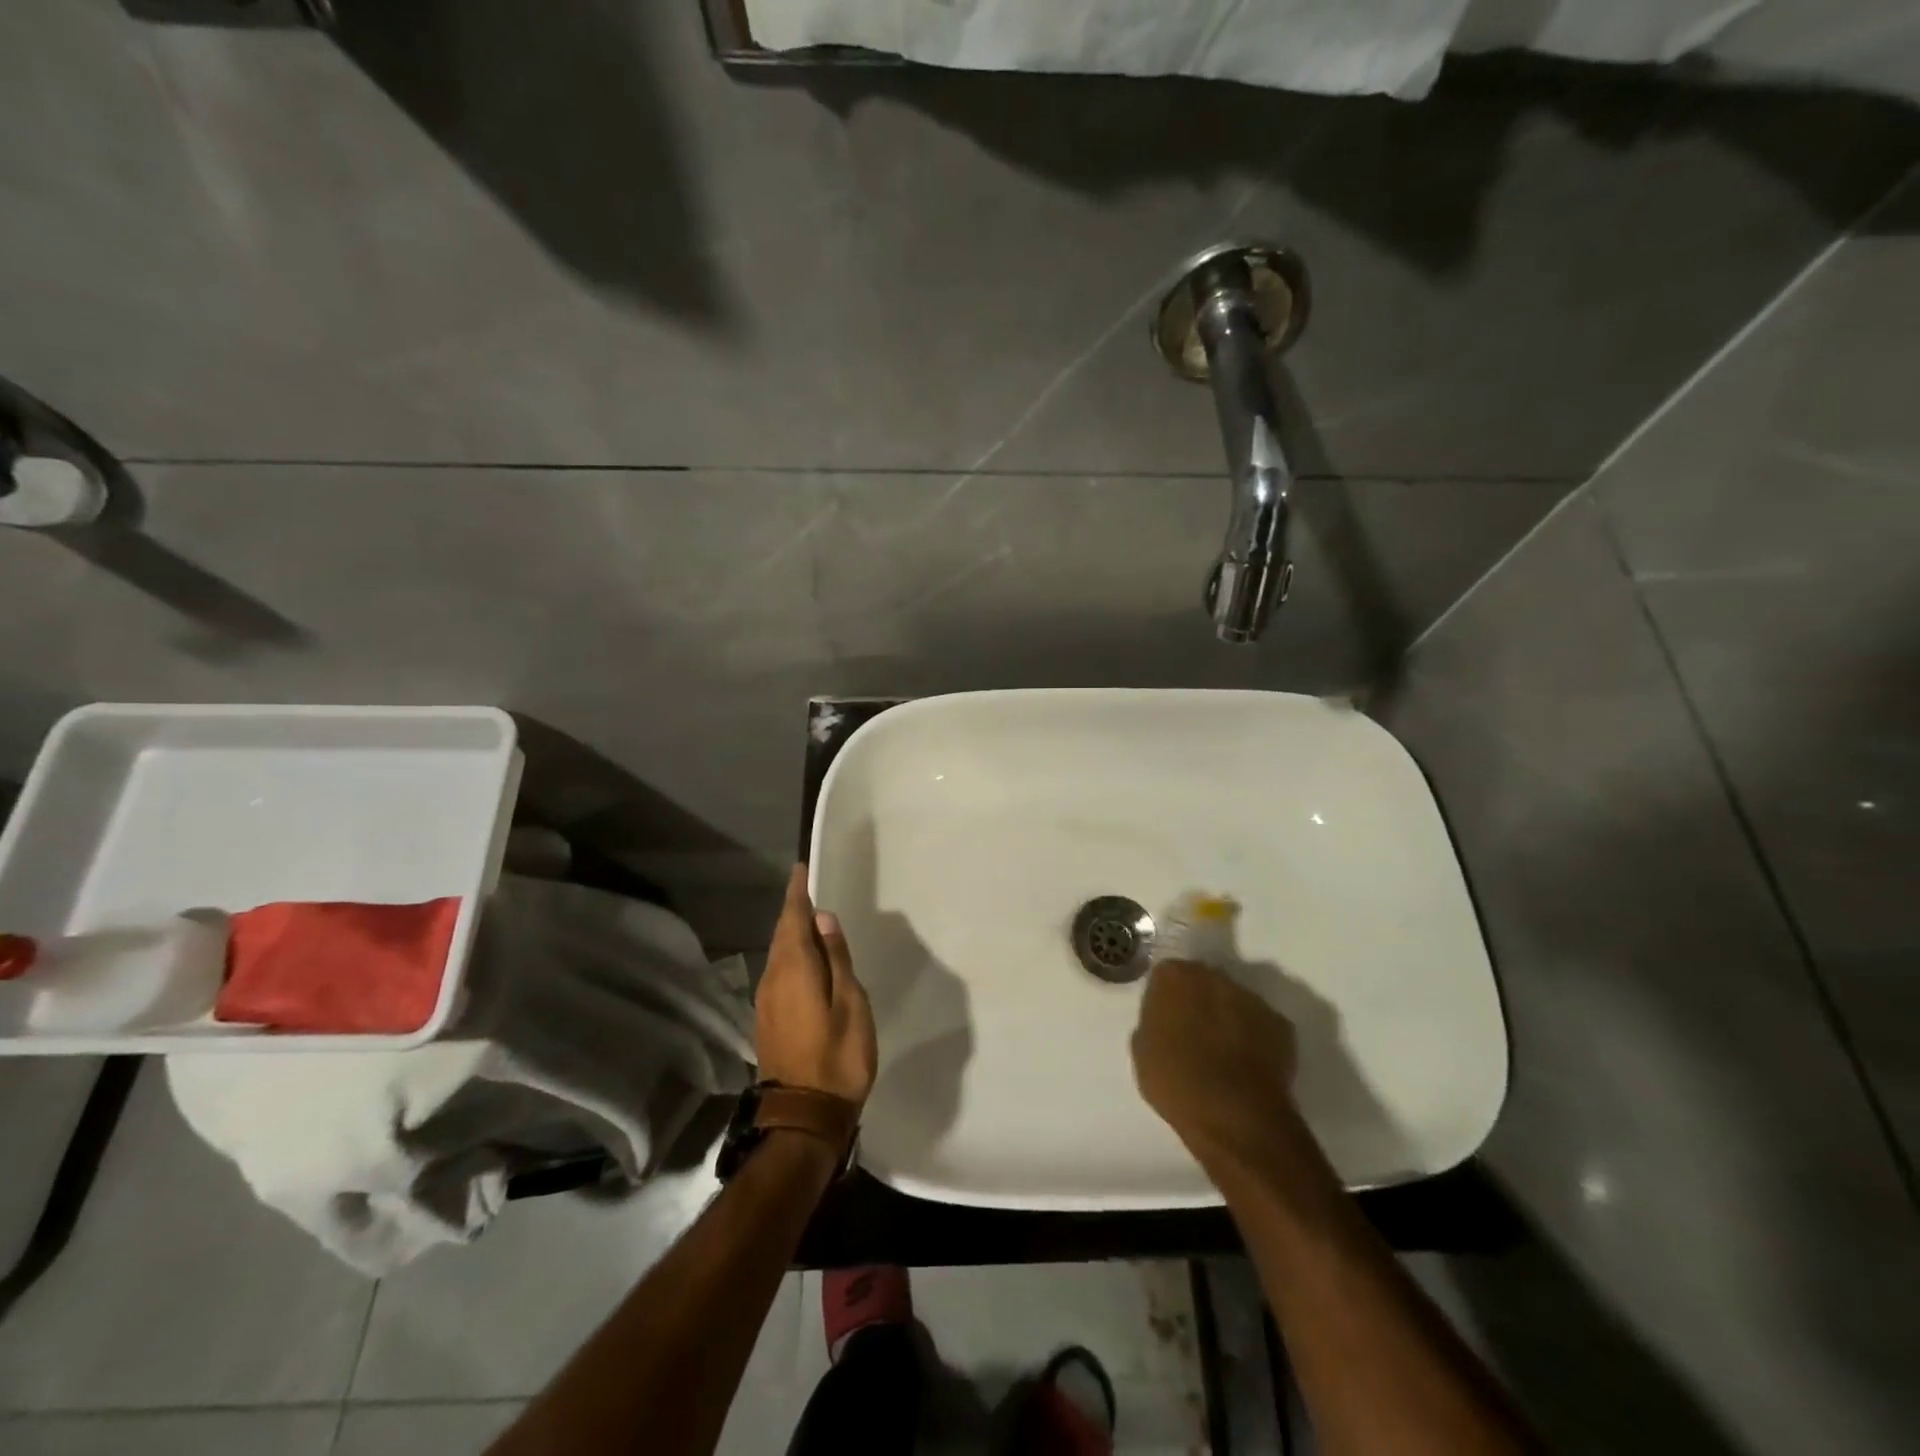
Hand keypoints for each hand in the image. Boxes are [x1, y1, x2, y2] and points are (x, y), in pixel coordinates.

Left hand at [755, 866, 877, 1107]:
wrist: (804, 1117)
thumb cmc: (838, 1057)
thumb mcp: (850, 1003)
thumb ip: (837, 959)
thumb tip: (823, 919)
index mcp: (794, 969)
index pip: (793, 919)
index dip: (797, 893)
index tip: (800, 869)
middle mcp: (773, 979)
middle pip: (781, 934)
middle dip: (793, 910)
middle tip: (808, 888)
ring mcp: (766, 1001)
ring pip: (778, 954)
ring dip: (791, 933)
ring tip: (811, 920)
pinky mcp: (768, 1019)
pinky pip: (778, 972)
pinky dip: (791, 956)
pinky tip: (806, 960)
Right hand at [1132, 959, 1301, 1174]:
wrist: (1234, 1116)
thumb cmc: (1176, 1082)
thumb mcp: (1143, 1052)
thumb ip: (1153, 1023)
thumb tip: (1165, 1022)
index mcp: (1174, 976)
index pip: (1166, 974)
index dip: (1166, 998)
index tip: (1165, 1020)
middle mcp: (1214, 976)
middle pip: (1203, 981)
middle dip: (1199, 1001)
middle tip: (1194, 1034)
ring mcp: (1252, 998)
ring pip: (1234, 1001)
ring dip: (1228, 1018)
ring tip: (1224, 1053)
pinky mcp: (1282, 1024)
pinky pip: (1261, 1025)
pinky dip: (1255, 1038)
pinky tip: (1248, 1066)